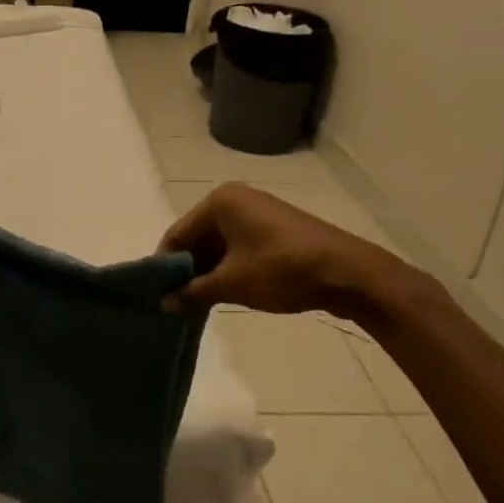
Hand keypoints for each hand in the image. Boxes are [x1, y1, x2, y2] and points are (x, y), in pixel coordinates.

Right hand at [159, 183, 420, 322]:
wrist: (349, 273)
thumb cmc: (282, 270)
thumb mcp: (231, 283)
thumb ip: (192, 291)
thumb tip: (163, 302)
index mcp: (219, 201)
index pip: (178, 233)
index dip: (164, 265)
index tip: (155, 295)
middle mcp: (235, 199)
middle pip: (197, 237)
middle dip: (187, 270)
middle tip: (175, 303)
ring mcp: (257, 212)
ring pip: (219, 244)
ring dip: (208, 272)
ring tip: (197, 303)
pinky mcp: (274, 229)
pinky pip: (239, 247)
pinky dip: (229, 268)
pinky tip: (225, 294)